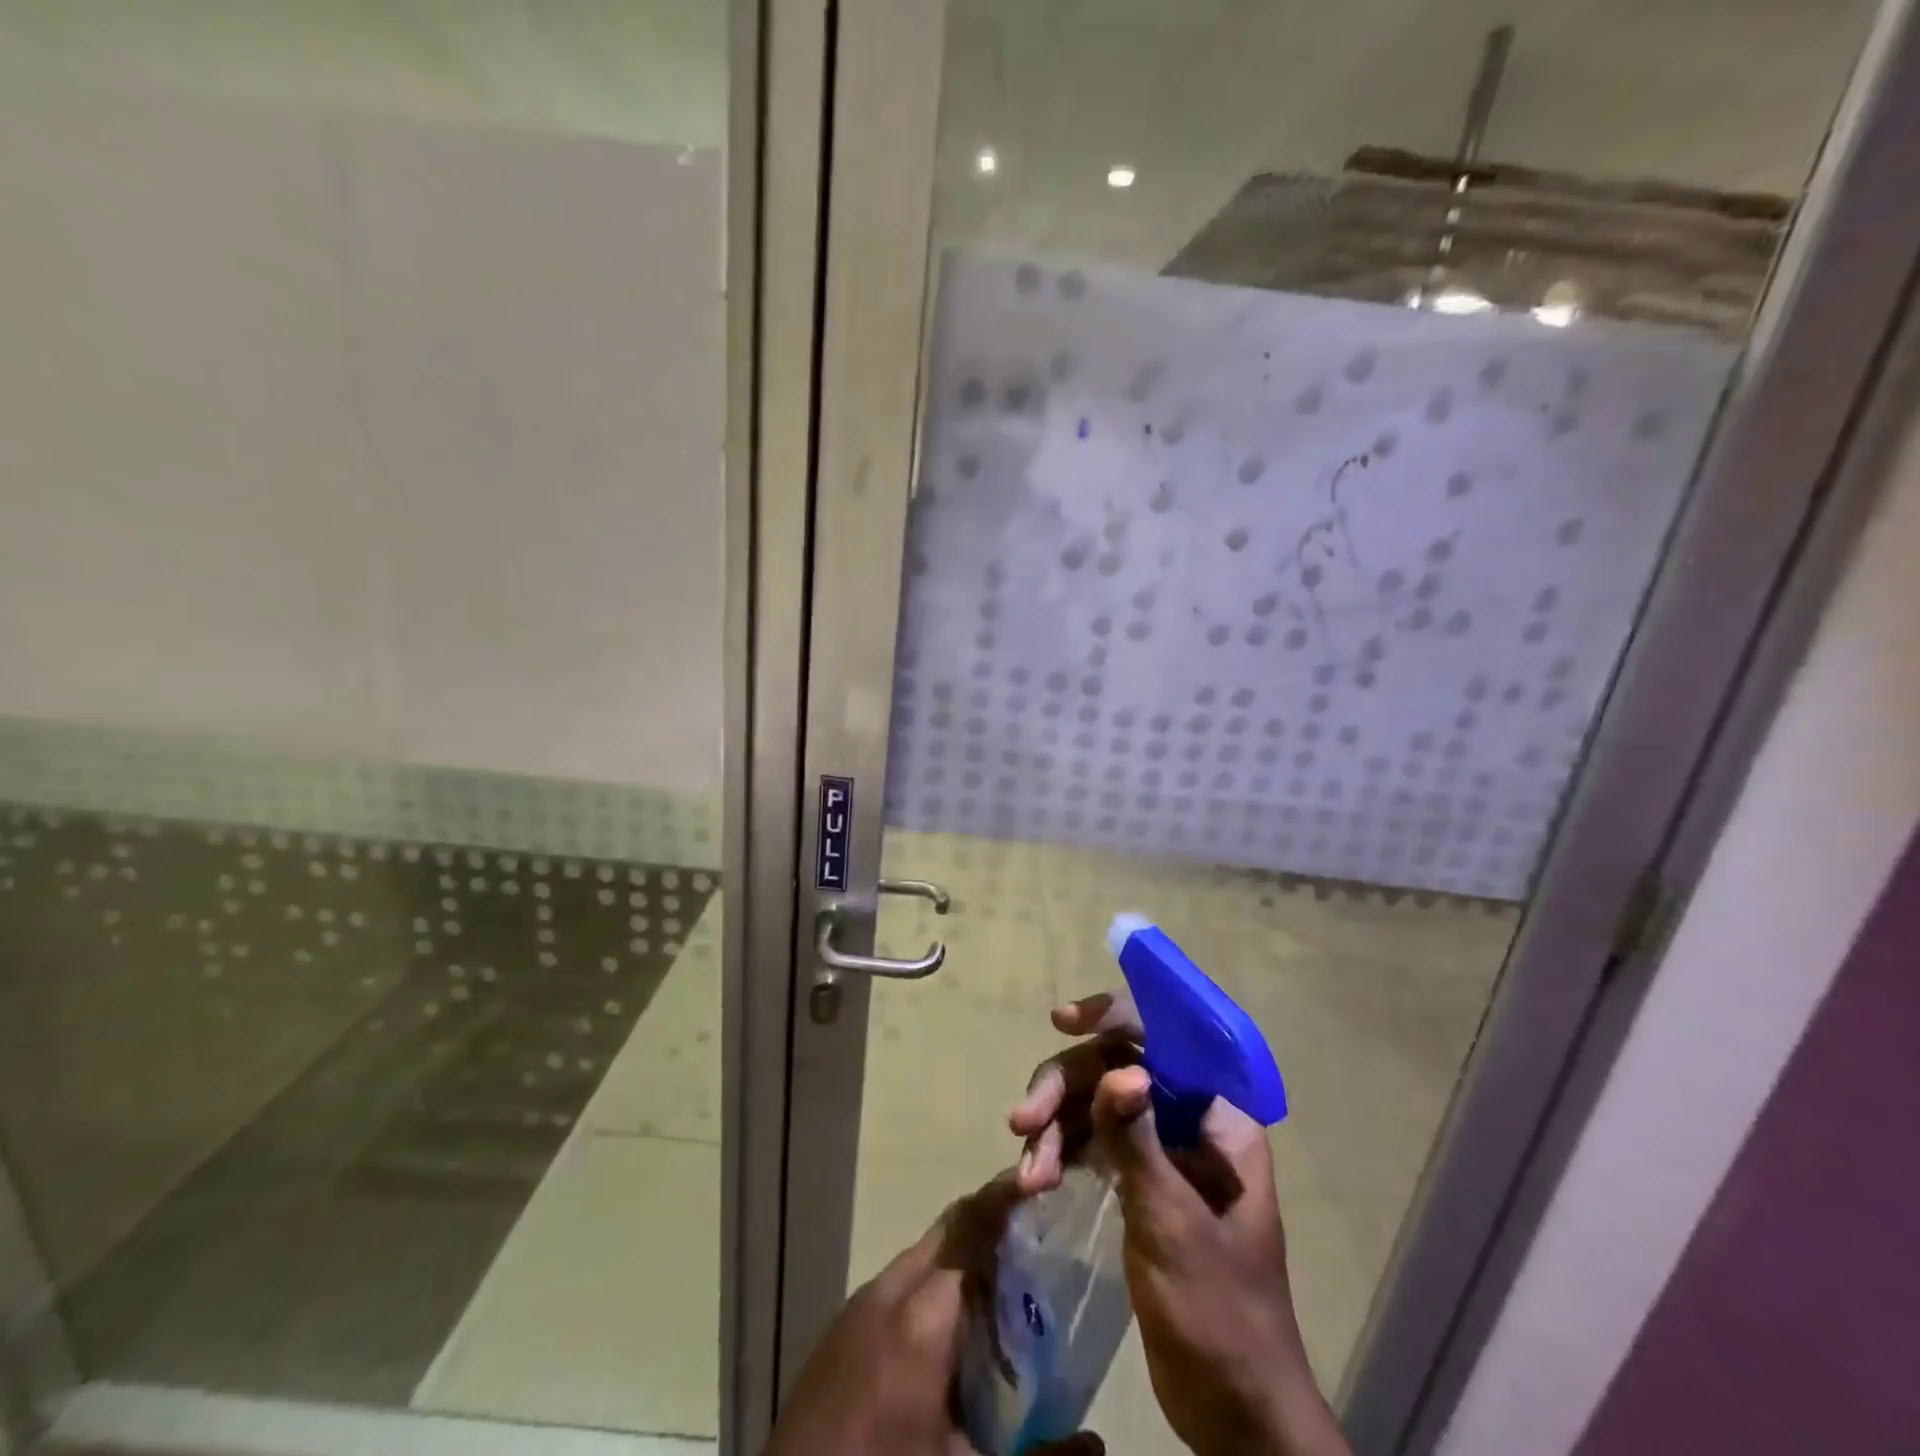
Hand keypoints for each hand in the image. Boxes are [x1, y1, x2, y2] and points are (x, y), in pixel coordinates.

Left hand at [764, 1176, 1102, 1455]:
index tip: (1044, 1179)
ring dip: (962, 1252)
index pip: (972, 1227)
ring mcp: (856, 1307)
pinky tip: (951, 1326)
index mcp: (921, 1318)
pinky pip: (897, 1283)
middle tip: (1039, 1231)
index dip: (1008, 1197)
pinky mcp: (840, 1328)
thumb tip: (1100, 1442)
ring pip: (922, 1254)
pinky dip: (933, 1282)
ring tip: (1006, 1280)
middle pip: (948, 1230)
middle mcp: (886, 1292)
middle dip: (993, 1219)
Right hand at [1010, 995, 1350, 1455]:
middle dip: (1065, 1088)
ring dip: (1054, 1129)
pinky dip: (1059, 1155)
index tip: (1064, 1022)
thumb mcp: (1171, 1221)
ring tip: (1028, 1175)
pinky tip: (1034, 1182)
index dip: (1115, 1018)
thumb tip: (1119, 1070)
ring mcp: (1159, 1147)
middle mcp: (1188, 1119)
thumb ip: (1138, 1139)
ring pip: (1094, 1104)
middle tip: (1022, 1121)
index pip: (1166, 1037)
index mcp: (1218, 1116)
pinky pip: (1090, 1142)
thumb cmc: (1217, 1310)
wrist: (1233, 1410)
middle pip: (1116, 1067)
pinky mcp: (1136, 1178)